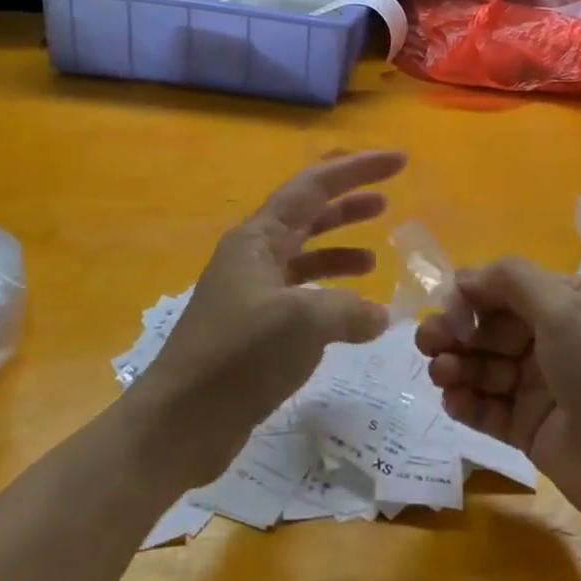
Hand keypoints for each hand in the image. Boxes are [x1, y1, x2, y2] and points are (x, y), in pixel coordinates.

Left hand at [134, 150, 407, 483]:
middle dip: (348, 201)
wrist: (181, 421)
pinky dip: (330, 296)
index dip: (357, 169)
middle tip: (389, 196)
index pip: (314, 186)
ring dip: (339, 249)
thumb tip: (377, 316)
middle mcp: (254, 256)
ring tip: (376, 256)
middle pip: (308, 214)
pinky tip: (355, 314)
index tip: (399, 160)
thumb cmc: (239, 356)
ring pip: (305, 256)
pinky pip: (301, 296)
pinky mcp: (255, 329)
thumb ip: (349, 309)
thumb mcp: (303, 322)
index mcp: (258, 238)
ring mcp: (252, 293)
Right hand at [415, 258, 580, 542]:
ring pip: (486, 367)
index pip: (506, 288)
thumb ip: (511, 281)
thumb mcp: (566, 308)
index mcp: (570, 303)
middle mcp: (556, 340)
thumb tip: (465, 277)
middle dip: (456, 331)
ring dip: (457, 365)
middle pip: (491, 327)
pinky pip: (490, 409)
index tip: (447, 310)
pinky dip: (467, 402)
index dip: (472, 296)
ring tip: (440, 374)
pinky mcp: (534, 430)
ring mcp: (544, 387)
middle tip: (427, 343)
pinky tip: (452, 402)